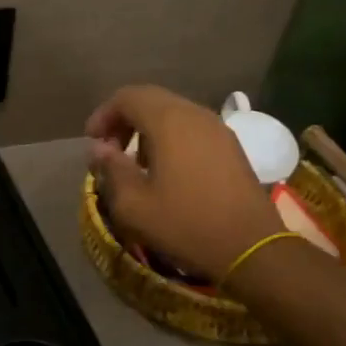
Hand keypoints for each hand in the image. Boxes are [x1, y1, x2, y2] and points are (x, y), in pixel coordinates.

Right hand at [86, 85, 283, 282]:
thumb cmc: (187, 225)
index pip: (128, 97)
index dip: (104, 114)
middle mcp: (195, 114)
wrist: (252, 249)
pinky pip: (192, 128)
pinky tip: (167, 170)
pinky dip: (171, 137)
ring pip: (173, 112)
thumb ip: (111, 169)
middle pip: (151, 99)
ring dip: (148, 129)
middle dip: (124, 119)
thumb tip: (99, 148)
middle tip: (109, 149)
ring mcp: (218, 129)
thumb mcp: (134, 205)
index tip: (92, 142)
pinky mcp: (231, 146)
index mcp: (169, 122)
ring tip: (136, 162)